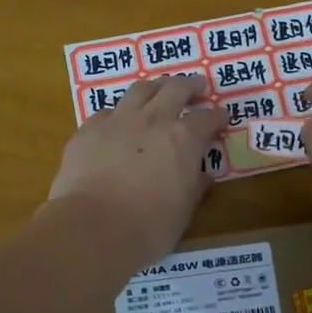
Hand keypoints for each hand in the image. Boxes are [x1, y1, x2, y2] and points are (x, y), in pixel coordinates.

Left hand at [49, 75, 226, 260]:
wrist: (92, 227)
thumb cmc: (148, 226)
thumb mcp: (184, 210)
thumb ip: (194, 186)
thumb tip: (203, 175)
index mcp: (183, 139)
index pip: (207, 118)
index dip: (217, 117)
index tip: (222, 117)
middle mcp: (153, 119)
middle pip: (175, 88)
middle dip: (189, 85)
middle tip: (196, 86)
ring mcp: (118, 120)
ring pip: (140, 90)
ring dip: (154, 87)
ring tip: (159, 90)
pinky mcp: (89, 129)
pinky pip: (108, 112)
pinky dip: (119, 113)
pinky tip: (118, 122)